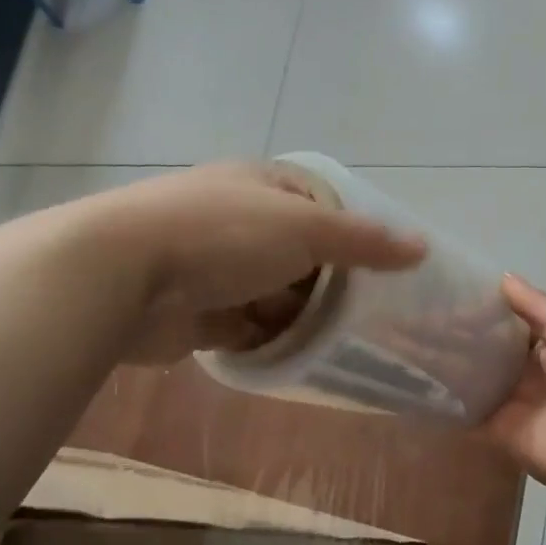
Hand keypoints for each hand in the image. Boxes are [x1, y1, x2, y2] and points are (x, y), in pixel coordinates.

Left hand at [94, 163, 426, 362]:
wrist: (122, 276)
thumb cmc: (222, 235)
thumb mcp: (305, 229)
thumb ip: (364, 242)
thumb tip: (423, 247)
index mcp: (262, 186)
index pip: (321, 205)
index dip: (352, 234)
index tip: (381, 271)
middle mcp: (238, 221)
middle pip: (300, 256)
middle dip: (327, 286)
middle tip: (366, 318)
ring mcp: (215, 268)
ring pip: (274, 295)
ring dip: (298, 318)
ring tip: (337, 345)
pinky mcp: (197, 311)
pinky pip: (246, 328)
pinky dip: (267, 341)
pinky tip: (294, 358)